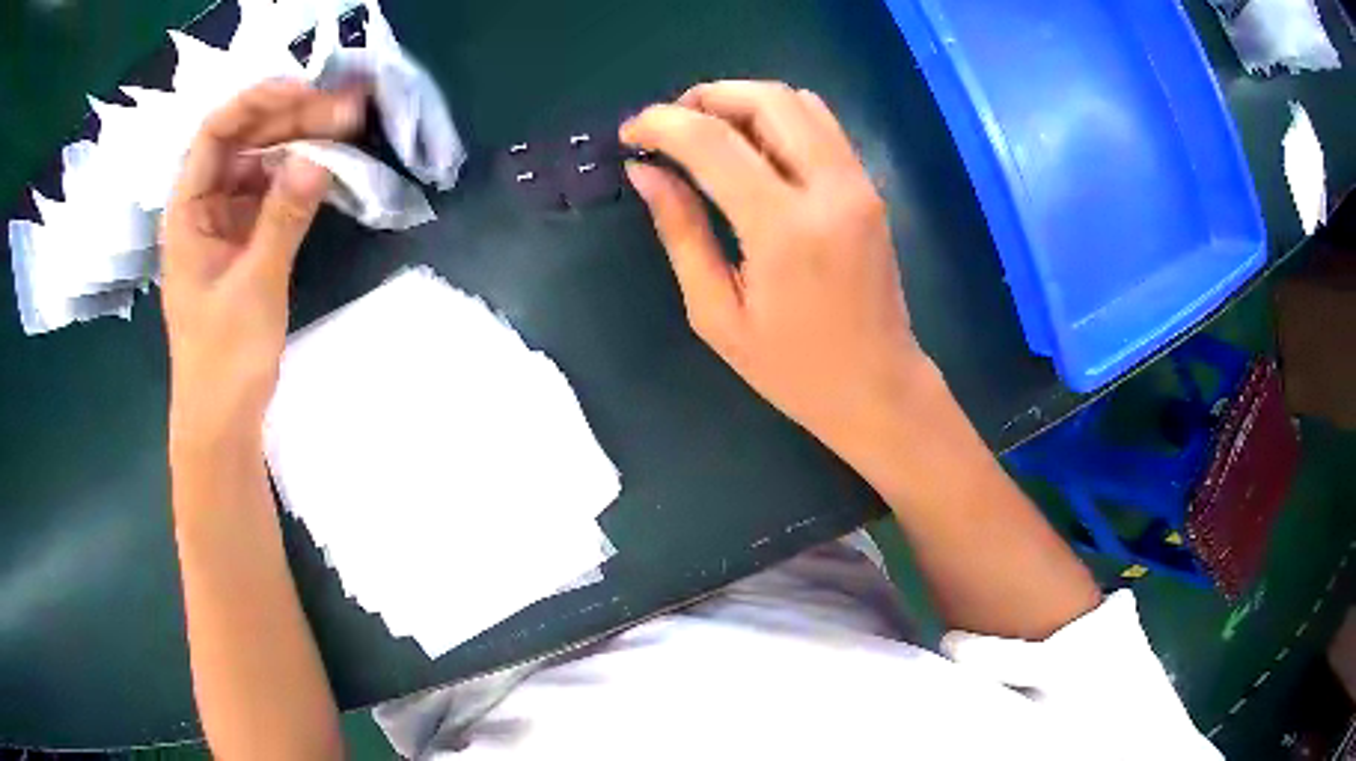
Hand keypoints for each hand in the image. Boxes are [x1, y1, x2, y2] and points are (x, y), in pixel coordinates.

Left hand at [162, 79, 365, 440]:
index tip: (308, 90)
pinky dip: (299, 176)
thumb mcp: (254, 286)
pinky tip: (329, 167)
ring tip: (348, 127)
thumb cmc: (223, 359)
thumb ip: (283, 218)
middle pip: (245, 141)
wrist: (222, 419)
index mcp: (188, 211)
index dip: (258, 101)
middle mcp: (204, 206)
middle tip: (348, 110)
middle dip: (293, 118)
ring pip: (261, 162)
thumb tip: (320, 158)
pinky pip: (271, 192)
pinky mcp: (245, 240)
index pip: (216, 132)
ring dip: (301, 141)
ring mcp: (225, 222)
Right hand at [621, 81, 928, 459]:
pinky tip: (752, 150)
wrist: (878, 387)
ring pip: (798, 101)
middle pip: (765, 99)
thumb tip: (646, 172)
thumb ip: (681, 232)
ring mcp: (858, 183)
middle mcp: (829, 189)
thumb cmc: (792, 369)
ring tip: (707, 135)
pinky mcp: (869, 187)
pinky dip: (777, 118)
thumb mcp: (717, 314)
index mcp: (784, 229)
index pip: (712, 141)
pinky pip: (821, 124)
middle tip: (669, 127)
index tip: (630, 134)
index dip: (661, 123)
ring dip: (743, 102)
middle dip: (705, 97)